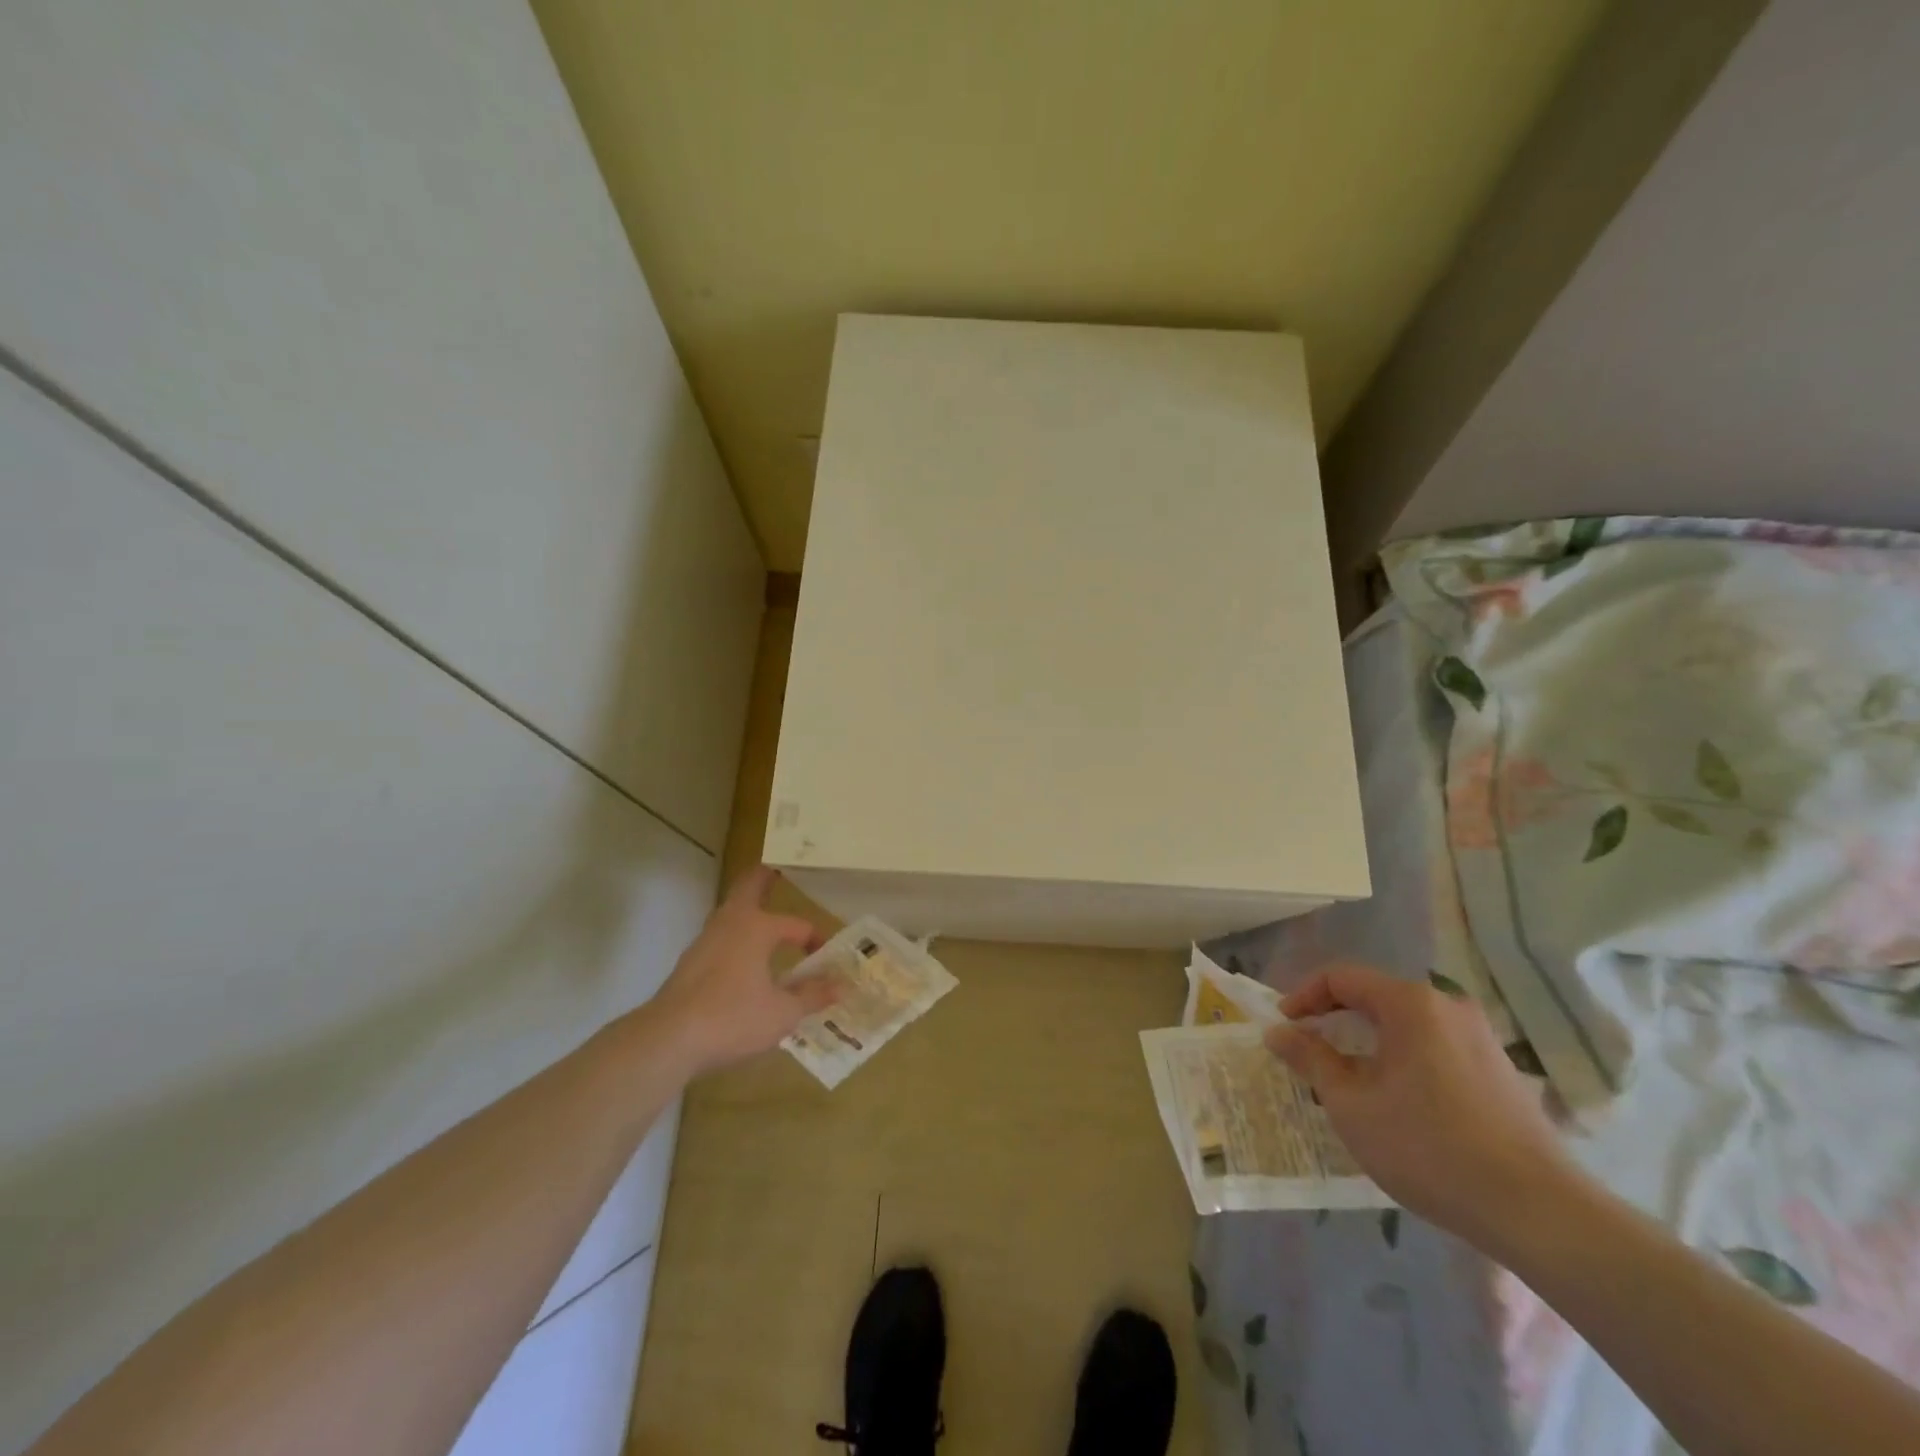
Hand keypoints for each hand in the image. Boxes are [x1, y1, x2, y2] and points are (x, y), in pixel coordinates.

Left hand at [648, 867, 837, 1074]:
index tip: (826, 958)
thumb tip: (841, 986)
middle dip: (764, 877)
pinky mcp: (689, 963)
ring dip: (748, 910)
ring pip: (731, 913)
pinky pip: (720, 938)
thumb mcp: (783, 1013)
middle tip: (777, 870)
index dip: (815, 939)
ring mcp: (705, 941)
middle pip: (748, 887)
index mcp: (757, 927)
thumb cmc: (732, 1018)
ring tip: (765, 918)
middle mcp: (730, 923)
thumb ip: (813, 996)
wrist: (668, 1039)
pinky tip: (743, 961)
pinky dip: (735, 937)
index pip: (797, 925)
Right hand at [1265, 963, 1573, 1241]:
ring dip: (1368, 1042)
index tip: (1284, 1027)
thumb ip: (1310, 1059)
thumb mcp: (1351, 1104)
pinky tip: (1397, 1100)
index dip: (1303, 997)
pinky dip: (1401, 1058)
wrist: (1539, 1212)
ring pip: (1405, 1024)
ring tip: (1348, 1080)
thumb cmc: (1428, 1147)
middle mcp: (1447, 1006)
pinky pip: (1434, 1046)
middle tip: (1309, 1052)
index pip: (1340, 978)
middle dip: (1335, 1020)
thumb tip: (1278, 1031)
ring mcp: (1479, 1037)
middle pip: (1374, 997)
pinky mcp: (1499, 1070)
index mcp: (1410, 1003)